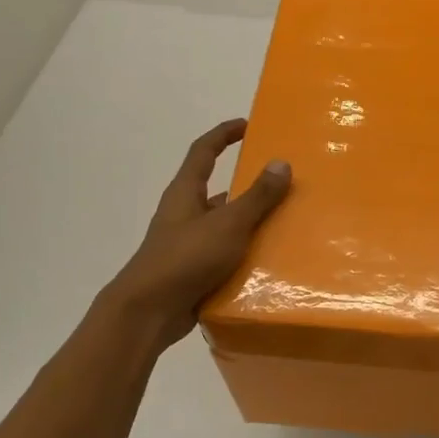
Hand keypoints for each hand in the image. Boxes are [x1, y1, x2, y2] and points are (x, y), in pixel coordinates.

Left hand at [100, 118, 290, 351]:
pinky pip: (226, 254)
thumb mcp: (228, 224)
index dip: (224, 134)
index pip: (204, 151)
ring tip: (289, 222)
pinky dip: (247, 253)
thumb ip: (257, 196)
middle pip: (219, 189)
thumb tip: (281, 163)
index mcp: (186, 193)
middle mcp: (185, 213)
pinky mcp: (195, 271)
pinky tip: (272, 260)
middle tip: (284, 182)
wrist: (149, 312)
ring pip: (226, 225)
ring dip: (252, 222)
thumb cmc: (185, 258)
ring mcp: (189, 243)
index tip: (248, 124)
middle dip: (249, 185)